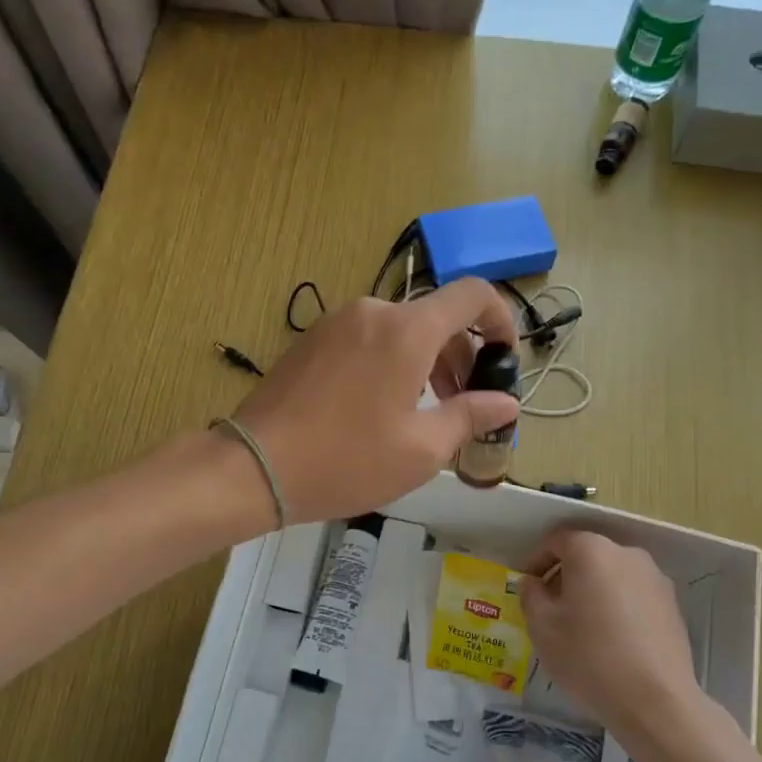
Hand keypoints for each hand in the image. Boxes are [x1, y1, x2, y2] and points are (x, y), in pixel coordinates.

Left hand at [230, 279, 519, 523]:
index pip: (472, 295)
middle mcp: (373, 311)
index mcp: (407, 330)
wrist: (255, 466)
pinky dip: (391, 360)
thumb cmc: (347, 460)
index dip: (501, 319)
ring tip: (426, 410)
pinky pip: (367, 338)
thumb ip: (470, 416)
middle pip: (435, 317)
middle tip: (465, 403)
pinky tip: (381, 405)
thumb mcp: (421, 449)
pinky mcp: (312, 340)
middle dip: (461, 354)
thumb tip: (506, 402)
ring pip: (400, 329)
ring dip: (426, 360)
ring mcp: (337, 322)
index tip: (506, 357)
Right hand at [519, 530, 704, 741]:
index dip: (536, 562)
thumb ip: (531, 595)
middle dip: (565, 576)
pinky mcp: (673, 604)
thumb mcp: (542, 627)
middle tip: (552, 609)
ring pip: (612, 574)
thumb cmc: (589, 658)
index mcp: (591, 550)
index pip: (556, 541)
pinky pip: (634, 593)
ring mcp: (654, 577)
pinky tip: (612, 640)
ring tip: (583, 627)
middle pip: (587, 554)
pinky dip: (618, 605)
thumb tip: (534, 583)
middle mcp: (626, 553)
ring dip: (593, 590)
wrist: (656, 702)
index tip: (529, 589)